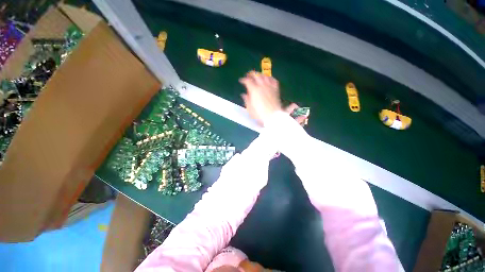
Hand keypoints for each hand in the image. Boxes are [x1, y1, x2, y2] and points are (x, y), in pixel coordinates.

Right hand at [239, 71, 281, 125]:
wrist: (272, 116)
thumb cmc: (259, 114)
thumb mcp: (249, 108)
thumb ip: (246, 100)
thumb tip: (243, 94)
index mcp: (254, 90)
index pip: (247, 81)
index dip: (243, 80)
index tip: (241, 80)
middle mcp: (262, 86)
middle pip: (256, 75)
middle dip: (251, 74)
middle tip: (248, 75)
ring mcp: (270, 86)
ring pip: (265, 76)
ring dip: (260, 74)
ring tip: (257, 76)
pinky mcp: (276, 89)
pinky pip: (273, 80)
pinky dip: (270, 78)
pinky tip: (268, 79)